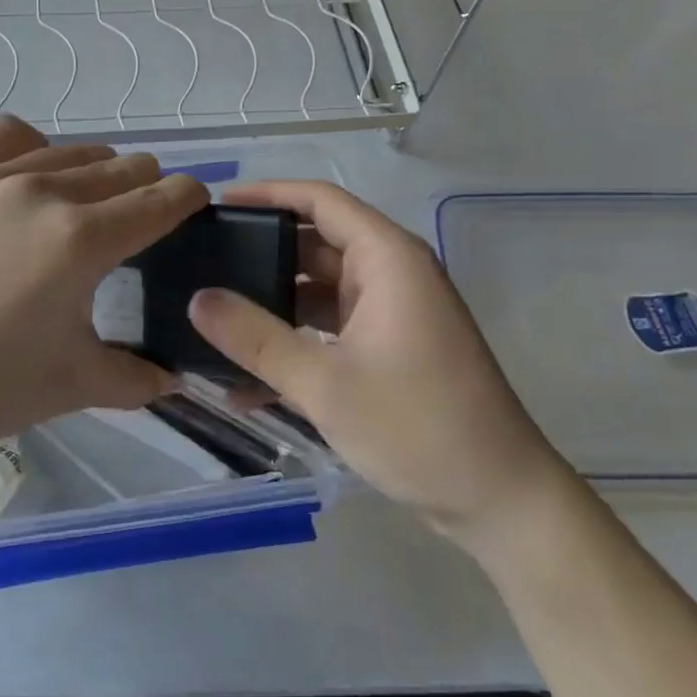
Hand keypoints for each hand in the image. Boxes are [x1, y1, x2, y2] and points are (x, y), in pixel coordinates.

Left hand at [0, 116, 207, 464]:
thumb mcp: (77, 384)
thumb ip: (140, 377)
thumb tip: (178, 378)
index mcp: (83, 240)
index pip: (162, 199)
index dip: (189, 198)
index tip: (194, 206)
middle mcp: (44, 191)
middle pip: (123, 167)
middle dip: (146, 189)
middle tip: (138, 222)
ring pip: (73, 150)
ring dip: (97, 172)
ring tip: (86, 204)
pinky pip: (8, 134)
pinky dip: (34, 145)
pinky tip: (30, 175)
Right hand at [186, 180, 574, 548]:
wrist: (500, 503)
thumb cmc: (418, 426)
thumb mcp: (325, 383)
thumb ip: (255, 338)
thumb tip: (197, 299)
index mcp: (387, 258)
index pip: (319, 200)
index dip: (267, 194)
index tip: (216, 204)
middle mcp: (391, 274)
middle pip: (314, 244)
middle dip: (260, 256)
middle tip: (202, 264)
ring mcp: (391, 313)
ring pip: (317, 291)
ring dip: (272, 308)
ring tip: (213, 321)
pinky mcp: (389, 348)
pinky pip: (330, 329)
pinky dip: (295, 343)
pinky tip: (246, 381)